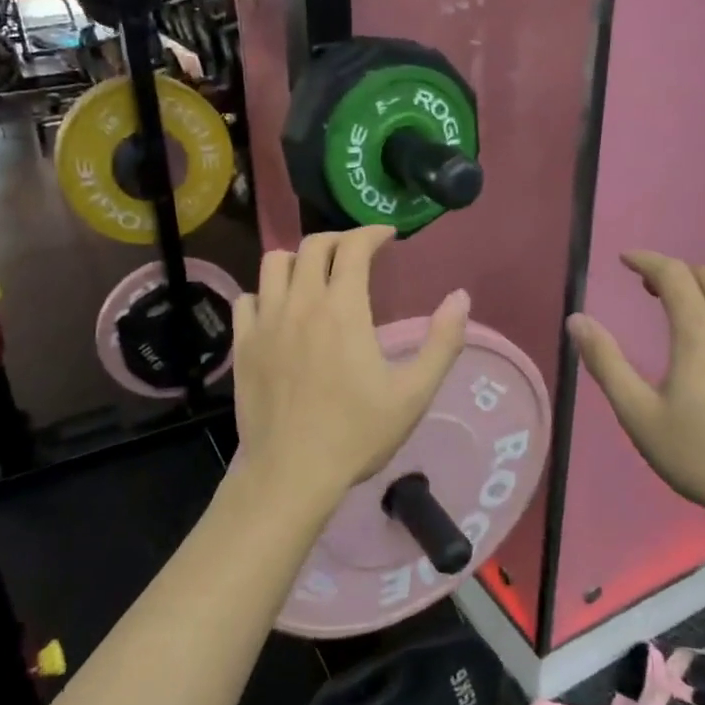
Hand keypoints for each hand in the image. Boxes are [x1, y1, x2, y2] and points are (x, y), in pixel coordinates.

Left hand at [232, 226, 468, 505]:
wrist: (292, 472)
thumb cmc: (357, 433)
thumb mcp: (413, 393)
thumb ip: (442, 342)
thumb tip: (461, 297)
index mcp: (342, 309)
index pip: (353, 247)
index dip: (372, 232)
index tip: (387, 236)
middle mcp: (299, 303)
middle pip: (312, 246)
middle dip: (338, 239)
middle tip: (356, 253)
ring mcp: (265, 322)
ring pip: (273, 263)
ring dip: (298, 259)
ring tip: (315, 275)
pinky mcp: (243, 344)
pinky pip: (247, 298)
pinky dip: (265, 293)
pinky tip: (278, 310)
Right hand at [568, 251, 704, 527]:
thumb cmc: (698, 455)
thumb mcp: (638, 413)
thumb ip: (606, 362)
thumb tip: (577, 320)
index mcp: (700, 333)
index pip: (673, 274)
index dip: (647, 260)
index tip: (625, 260)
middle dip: (677, 273)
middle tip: (650, 290)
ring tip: (689, 310)